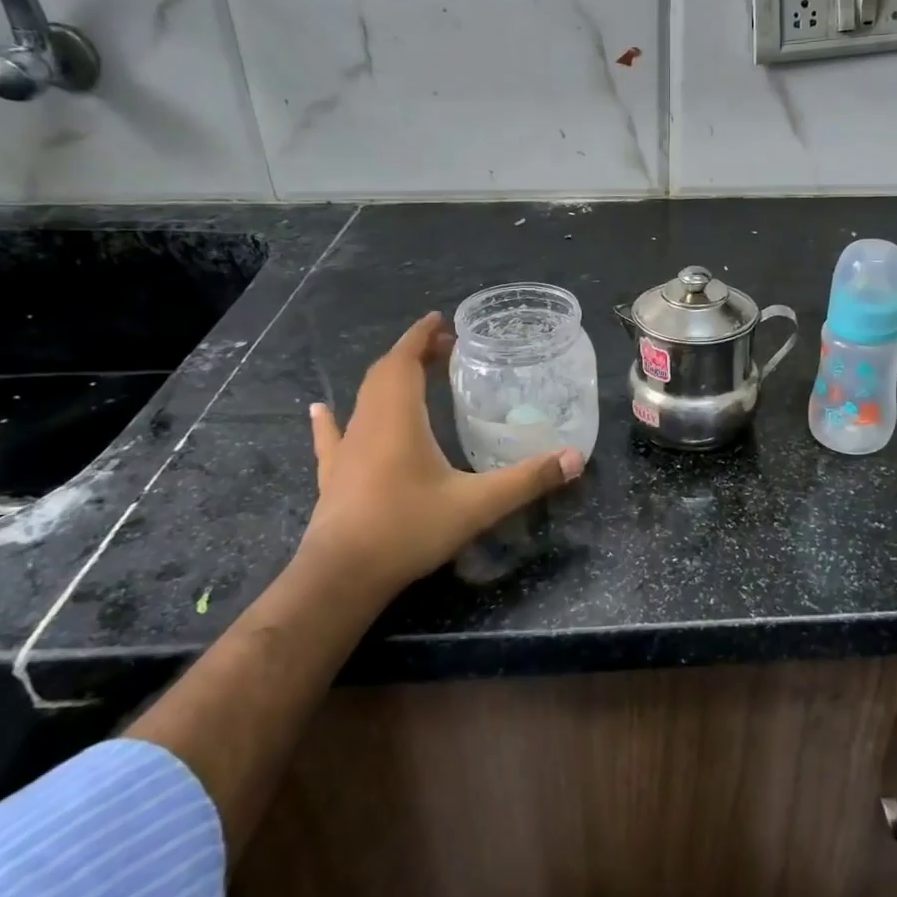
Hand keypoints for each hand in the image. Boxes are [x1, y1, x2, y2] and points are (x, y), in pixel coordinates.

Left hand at [302, 312, 584, 596]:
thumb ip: (527, 480)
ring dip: (388, 379)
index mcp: (399, 418)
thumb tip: (576, 458)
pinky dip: (331, 419)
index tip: (442, 320)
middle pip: (387, 373)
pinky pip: (332, 436)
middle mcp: (370, 423)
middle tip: (444, 350)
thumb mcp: (478, 504)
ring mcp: (347, 449)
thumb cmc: (408, 529)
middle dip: (413, 354)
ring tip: (413, 374)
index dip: (422, 336)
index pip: (406, 360)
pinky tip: (321, 410)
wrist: (343, 577)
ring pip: (364, 399)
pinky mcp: (334, 474)